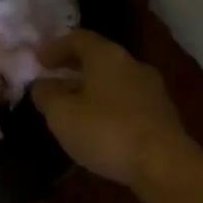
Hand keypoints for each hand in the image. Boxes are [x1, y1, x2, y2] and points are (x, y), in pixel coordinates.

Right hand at [30, 30, 193, 189]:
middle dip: (74, 66)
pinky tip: (98, 125)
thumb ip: (47, 95)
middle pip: (99, 57)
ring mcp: (151, 89)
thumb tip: (43, 84)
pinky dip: (108, 105)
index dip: (55, 46)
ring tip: (72, 105)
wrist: (165, 165)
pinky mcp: (162, 114)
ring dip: (91, 88)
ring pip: (114, 80)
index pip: (79, 38)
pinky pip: (127, 101)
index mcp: (107, 56)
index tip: (37, 59)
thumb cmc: (107, 131)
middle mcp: (132, 64)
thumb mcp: (63, 114)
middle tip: (53, 78)